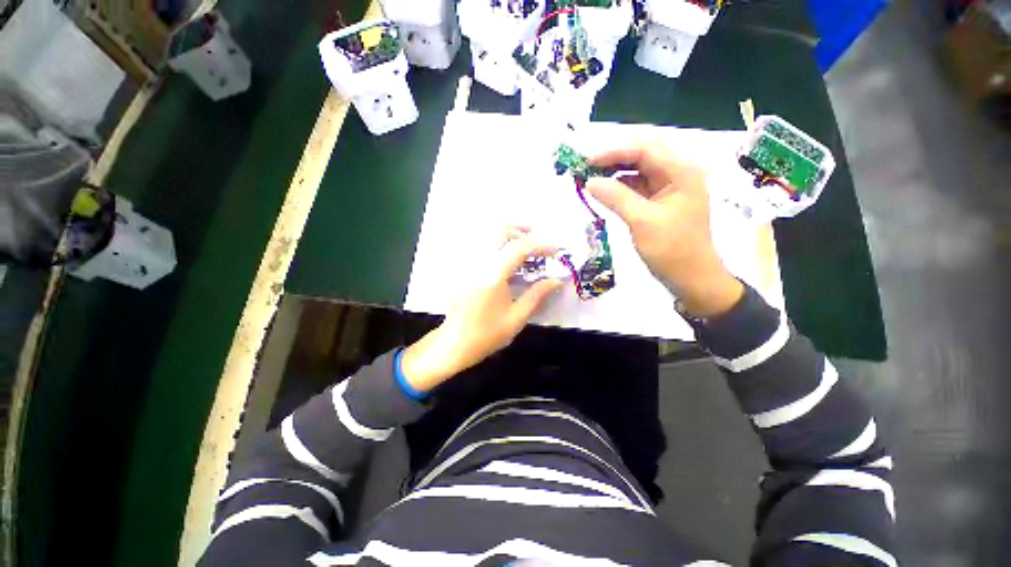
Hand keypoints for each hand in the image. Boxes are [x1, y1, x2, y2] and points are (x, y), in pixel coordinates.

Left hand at [400, 228, 562, 392]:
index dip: (540, 245)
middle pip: (498, 229)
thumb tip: (557, 280)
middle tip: (537, 240)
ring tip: (524, 245)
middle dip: (521, 230)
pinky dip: (497, 242)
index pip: (518, 248)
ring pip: (487, 233)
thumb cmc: (487, 334)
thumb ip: (537, 295)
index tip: (555, 250)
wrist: (455, 343)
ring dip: (508, 234)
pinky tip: (507, 257)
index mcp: (492, 276)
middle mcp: (478, 263)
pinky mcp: (463, 267)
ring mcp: (467, 263)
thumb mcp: (517, 318)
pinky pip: (481, 244)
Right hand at [585, 142, 743, 317]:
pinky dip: (620, 187)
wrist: (691, 278)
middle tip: (586, 166)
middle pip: (642, 155)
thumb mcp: (642, 221)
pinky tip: (604, 191)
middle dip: (614, 158)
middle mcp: (677, 173)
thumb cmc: (672, 250)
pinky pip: (637, 186)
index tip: (586, 161)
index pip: (645, 149)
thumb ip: (616, 197)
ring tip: (590, 176)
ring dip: (615, 171)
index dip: (614, 152)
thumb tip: (589, 181)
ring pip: (638, 170)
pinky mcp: (660, 202)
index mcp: (682, 172)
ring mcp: (669, 188)